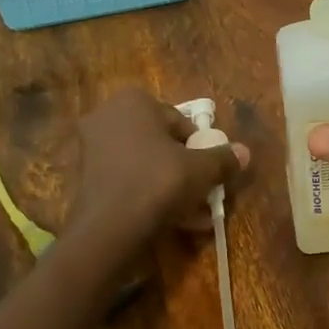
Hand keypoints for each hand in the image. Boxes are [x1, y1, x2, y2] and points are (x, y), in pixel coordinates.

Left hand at [68, 88, 249, 244]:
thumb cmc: (158, 181)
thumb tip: (245, 152)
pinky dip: (145, 196)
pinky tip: (168, 221)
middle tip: (199, 191)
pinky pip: (125, 181)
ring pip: (142, 164)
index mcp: (133, 101)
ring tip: (190, 214)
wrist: (109, 227)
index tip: (207, 170)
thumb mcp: (201, 169)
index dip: (198, 147)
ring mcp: (91, 147)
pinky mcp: (84, 177)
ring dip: (167, 185)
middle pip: (158, 142)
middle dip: (181, 167)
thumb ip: (223, 158)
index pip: (178, 121)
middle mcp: (107, 116)